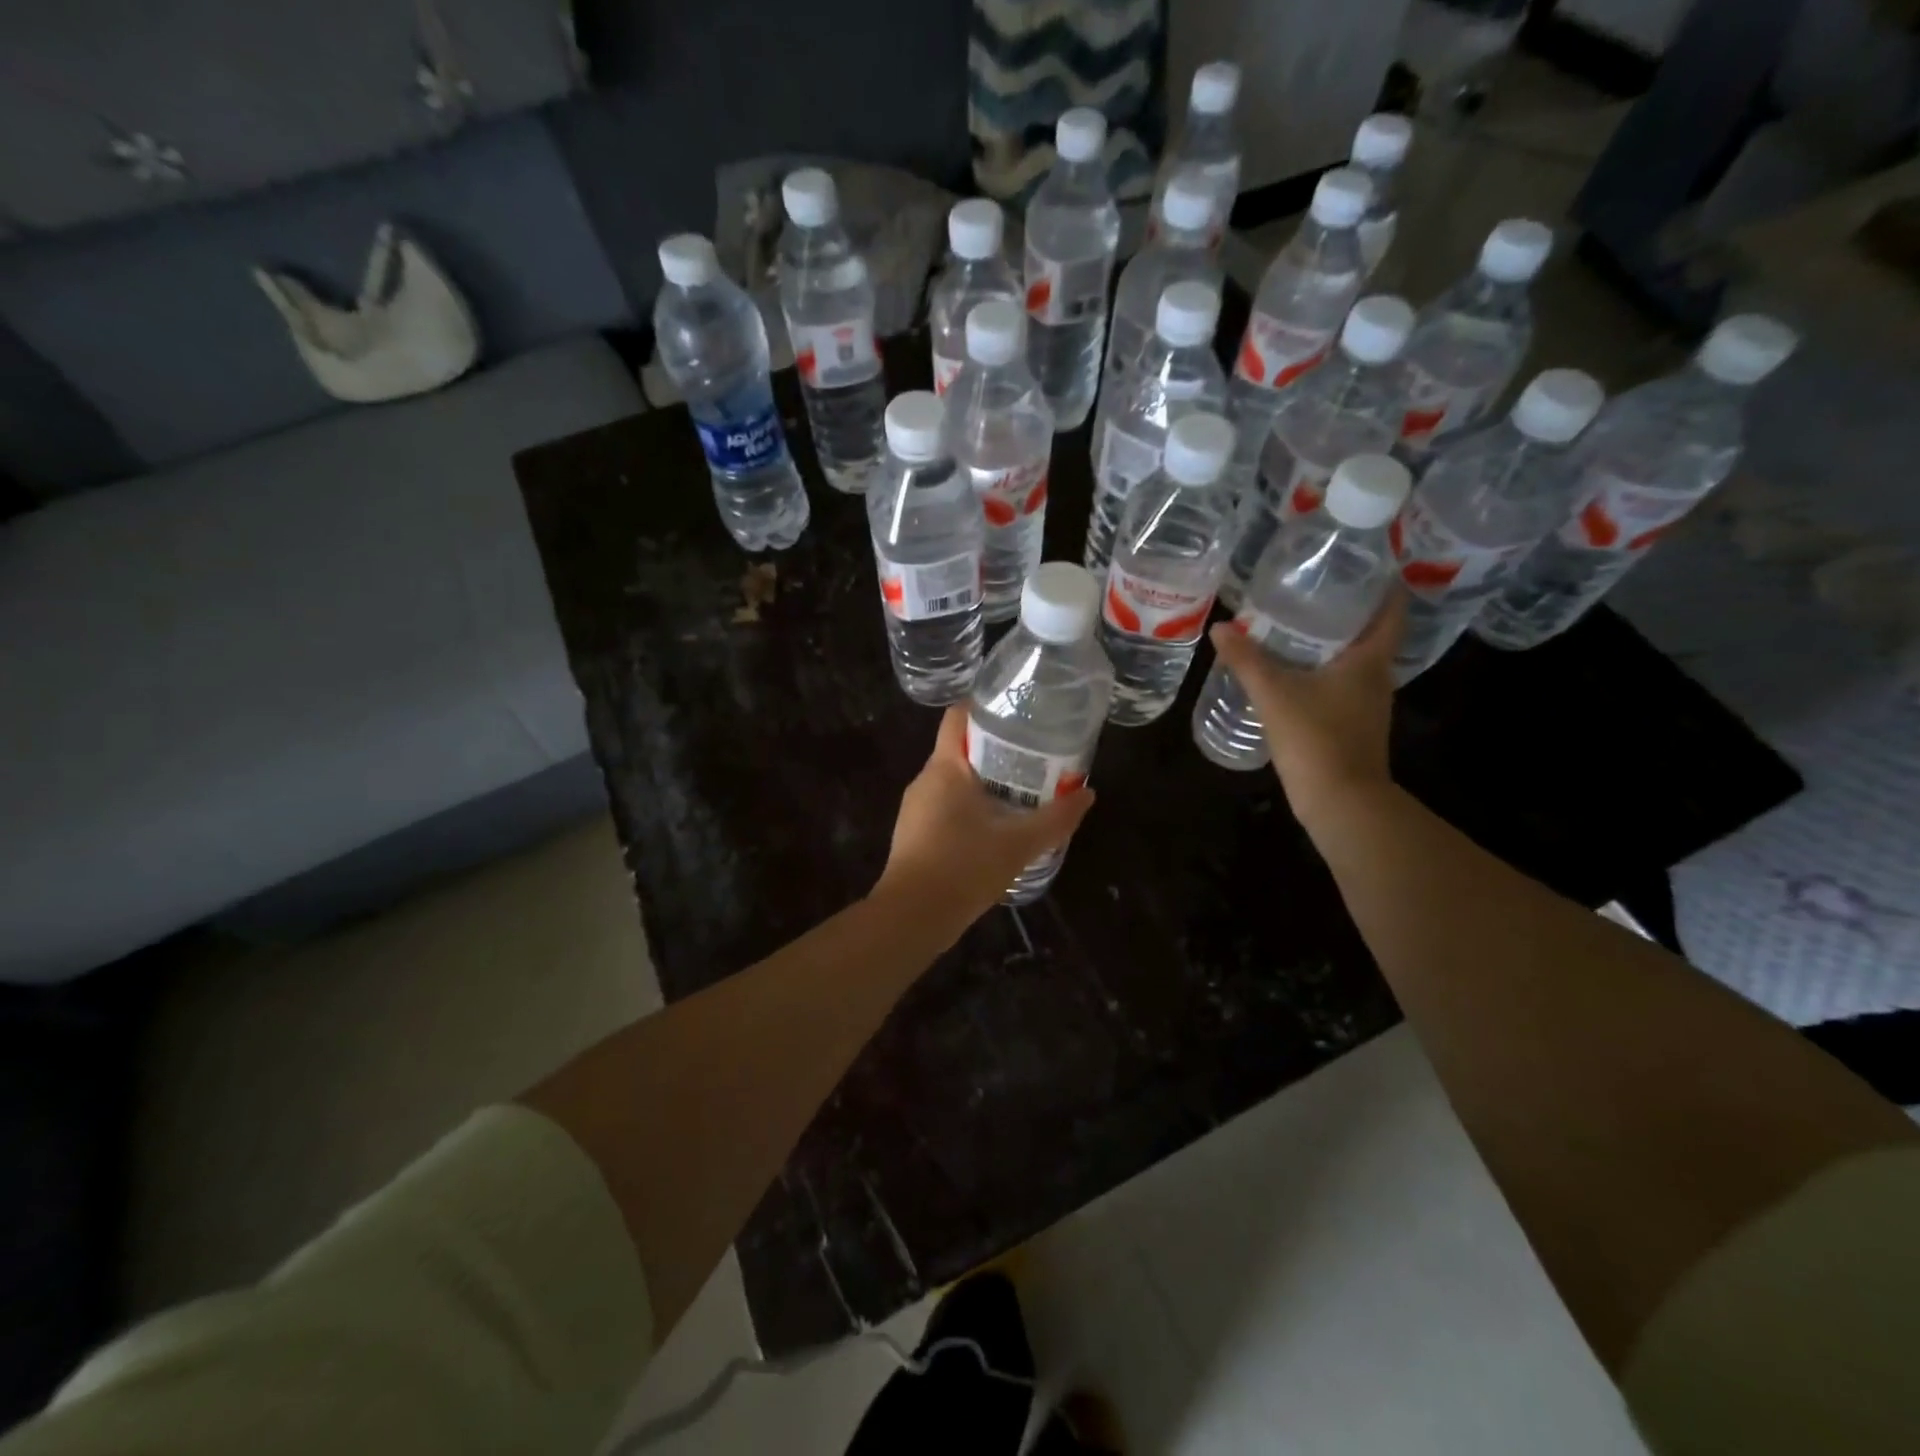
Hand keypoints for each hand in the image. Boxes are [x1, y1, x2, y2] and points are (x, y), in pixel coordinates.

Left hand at [873, 706, 1094, 937]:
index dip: (985, 708)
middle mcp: (925, 779)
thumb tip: (1088, 793)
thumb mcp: (1020, 843)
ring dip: (983, 783)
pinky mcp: (913, 834)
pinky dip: (969, 808)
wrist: (913, 916)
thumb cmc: (965, 867)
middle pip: (960, 749)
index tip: (1016, 713)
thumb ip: (1056, 818)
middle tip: (1033, 758)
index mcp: (945, 767)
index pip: (958, 717)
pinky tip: (993, 829)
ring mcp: (915, 808)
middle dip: (995, 751)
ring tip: (1020, 793)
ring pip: (953, 782)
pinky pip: (944, 807)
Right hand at [1207, 591, 1403, 827]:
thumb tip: (1221, 627)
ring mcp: (1367, 704)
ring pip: (1353, 660)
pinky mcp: (1352, 725)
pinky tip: (1291, 671)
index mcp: (1370, 660)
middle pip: (1369, 633)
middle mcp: (1377, 677)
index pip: (1390, 610)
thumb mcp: (1274, 694)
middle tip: (1309, 588)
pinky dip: (1321, 671)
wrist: (1341, 802)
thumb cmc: (1316, 738)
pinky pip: (1340, 684)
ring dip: (1330, 642)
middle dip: (1343, 610)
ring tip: (1294, 624)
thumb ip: (1246, 660)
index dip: (1380, 584)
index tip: (1358, 563)